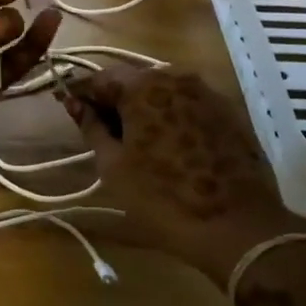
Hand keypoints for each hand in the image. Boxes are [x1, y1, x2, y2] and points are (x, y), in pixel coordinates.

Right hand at [59, 67, 301, 286]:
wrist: (238, 228)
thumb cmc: (163, 197)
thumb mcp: (114, 165)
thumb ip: (92, 127)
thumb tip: (74, 103)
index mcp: (143, 85)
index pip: (100, 78)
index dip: (81, 93)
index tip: (67, 107)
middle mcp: (176, 77)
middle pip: (133, 81)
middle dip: (113, 100)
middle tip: (99, 129)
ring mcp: (207, 93)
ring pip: (162, 92)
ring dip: (143, 108)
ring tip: (133, 140)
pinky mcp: (229, 113)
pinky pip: (188, 106)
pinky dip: (171, 117)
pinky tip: (167, 145)